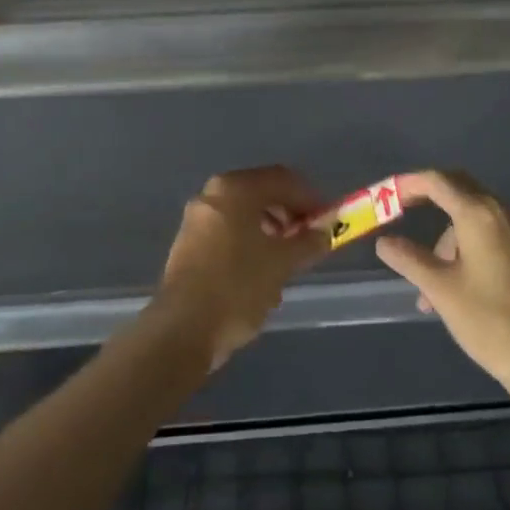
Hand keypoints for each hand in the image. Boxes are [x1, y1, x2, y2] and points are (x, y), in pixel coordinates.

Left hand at [150, 165, 328, 370]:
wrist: (182, 330)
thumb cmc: (237, 286)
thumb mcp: (282, 263)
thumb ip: (308, 242)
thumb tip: (324, 232)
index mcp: (235, 188)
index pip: (282, 179)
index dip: (309, 197)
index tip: (327, 220)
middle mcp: (212, 194)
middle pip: (261, 194)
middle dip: (289, 214)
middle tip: (308, 240)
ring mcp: (196, 219)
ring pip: (244, 215)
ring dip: (270, 231)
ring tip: (287, 260)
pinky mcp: (188, 245)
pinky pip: (228, 233)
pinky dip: (249, 243)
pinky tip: (260, 273)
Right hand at [374, 170, 509, 390]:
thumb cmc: (490, 319)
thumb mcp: (441, 289)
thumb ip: (409, 259)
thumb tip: (384, 242)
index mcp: (476, 212)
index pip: (436, 181)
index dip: (407, 184)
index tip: (383, 196)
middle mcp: (496, 211)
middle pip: (455, 187)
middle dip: (424, 196)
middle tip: (398, 213)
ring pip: (468, 213)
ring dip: (441, 234)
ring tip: (422, 282)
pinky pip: (481, 232)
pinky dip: (459, 245)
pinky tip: (446, 286)